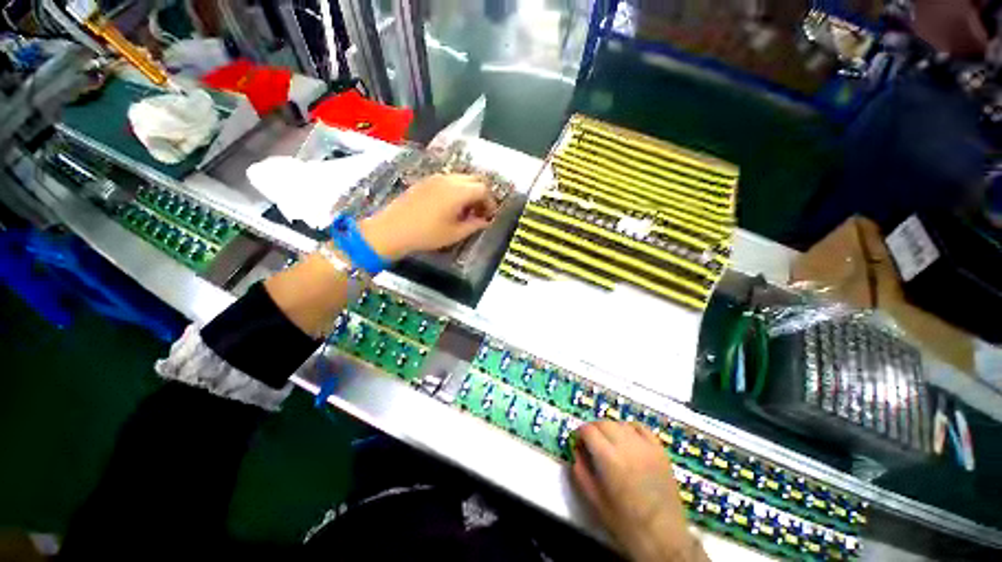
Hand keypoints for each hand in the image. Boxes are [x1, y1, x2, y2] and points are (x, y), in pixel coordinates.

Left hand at [360, 174, 496, 259]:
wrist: (392, 230)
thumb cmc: (427, 234)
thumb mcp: (455, 233)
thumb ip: (474, 225)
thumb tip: (485, 221)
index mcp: (458, 191)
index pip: (483, 189)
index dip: (490, 202)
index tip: (490, 215)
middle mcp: (449, 179)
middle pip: (474, 179)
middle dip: (481, 194)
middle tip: (480, 211)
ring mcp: (435, 178)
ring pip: (461, 178)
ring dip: (469, 191)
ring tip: (466, 210)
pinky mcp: (425, 181)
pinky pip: (448, 180)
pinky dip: (456, 189)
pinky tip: (451, 206)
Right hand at [572, 421, 705, 561]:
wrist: (663, 537)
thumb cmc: (626, 523)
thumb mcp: (595, 500)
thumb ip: (581, 472)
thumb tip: (576, 451)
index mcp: (609, 459)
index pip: (588, 430)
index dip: (580, 433)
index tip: (578, 442)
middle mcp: (627, 446)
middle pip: (603, 423)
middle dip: (593, 429)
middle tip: (591, 443)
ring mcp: (646, 446)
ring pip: (621, 423)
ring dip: (610, 429)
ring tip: (609, 443)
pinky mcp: (660, 450)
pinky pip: (641, 428)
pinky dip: (630, 429)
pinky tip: (628, 439)